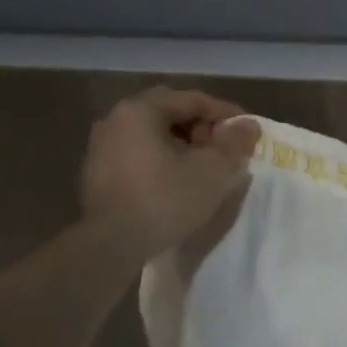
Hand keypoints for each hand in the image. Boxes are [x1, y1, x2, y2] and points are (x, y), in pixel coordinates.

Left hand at [80, 88, 260, 259]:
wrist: (110, 247)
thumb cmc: (165, 199)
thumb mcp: (214, 170)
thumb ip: (235, 142)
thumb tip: (248, 125)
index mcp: (141, 110)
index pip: (193, 99)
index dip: (226, 113)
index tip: (248, 131)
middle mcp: (116, 119)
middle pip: (171, 112)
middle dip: (202, 126)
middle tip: (224, 146)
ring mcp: (102, 146)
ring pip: (154, 133)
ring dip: (183, 142)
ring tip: (205, 165)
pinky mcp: (97, 172)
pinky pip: (139, 152)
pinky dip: (163, 158)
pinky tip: (179, 179)